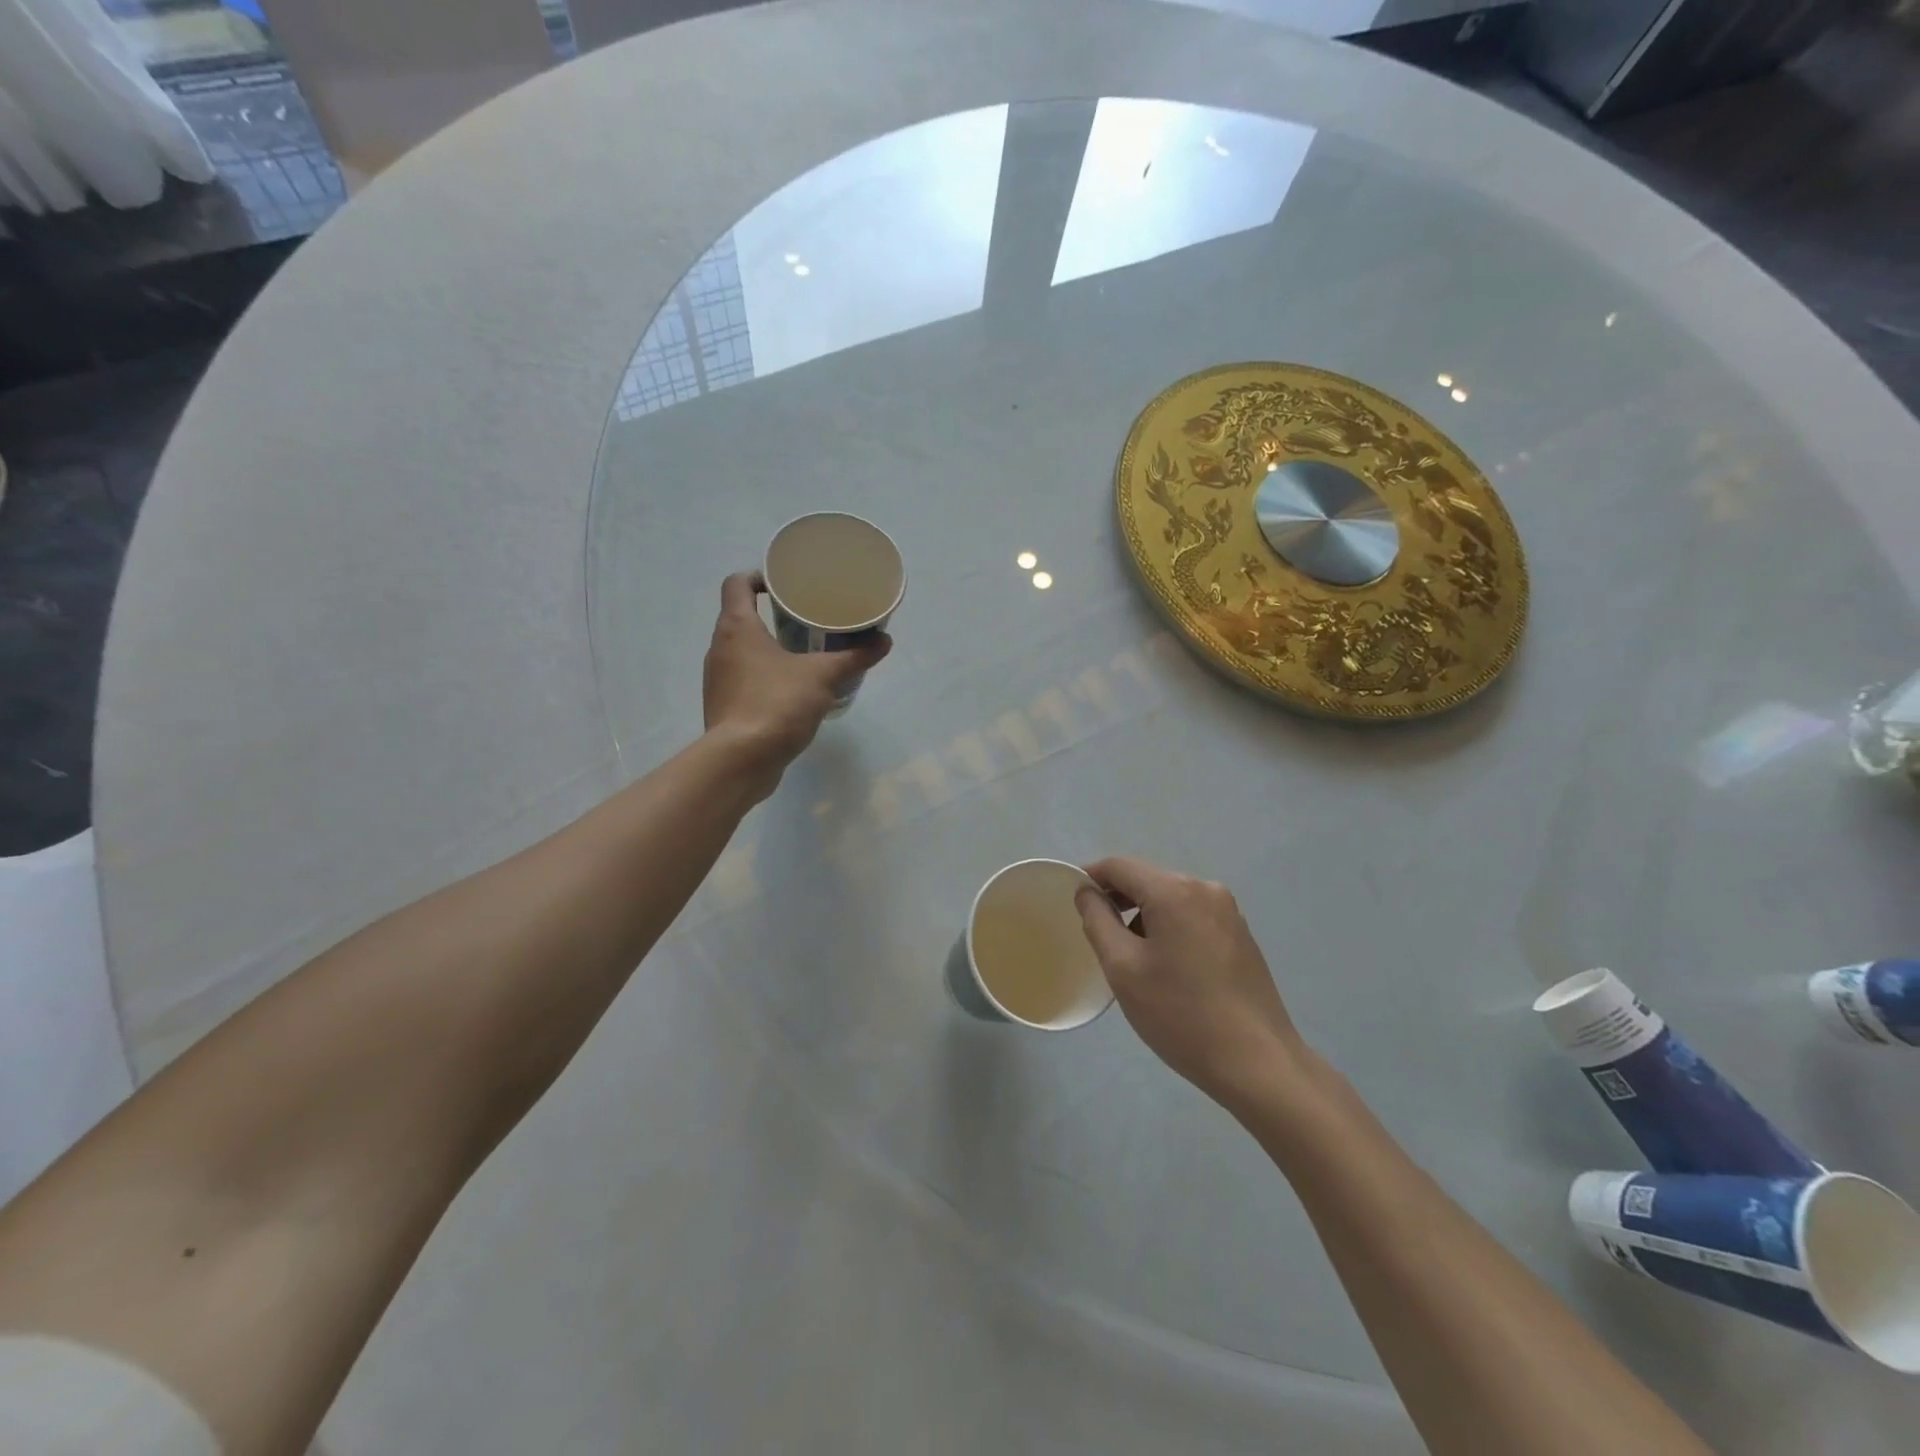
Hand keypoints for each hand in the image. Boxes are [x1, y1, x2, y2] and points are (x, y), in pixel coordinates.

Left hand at [703, 571, 889, 786]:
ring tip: (802, 655)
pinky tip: (790, 691)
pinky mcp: (723, 707)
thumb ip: (853, 657)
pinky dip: (764, 677)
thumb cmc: (777, 703)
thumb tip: (885, 641)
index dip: (758, 577)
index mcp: (737, 627)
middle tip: (805, 620)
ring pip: (742, 652)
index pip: (736, 584)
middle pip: (740, 617)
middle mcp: (719, 648)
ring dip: (767, 649)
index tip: (785, 586)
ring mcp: (718, 679)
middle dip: (771, 616)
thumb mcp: (823, 676)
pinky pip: (744, 680)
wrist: (742, 760)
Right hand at [1075, 856, 1303, 1109]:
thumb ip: (1097, 920)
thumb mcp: (1123, 968)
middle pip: (1147, 879)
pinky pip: (1192, 916)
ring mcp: (1228, 911)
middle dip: (1118, 899)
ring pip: (1170, 899)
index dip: (1090, 877)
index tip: (1072, 901)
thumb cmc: (1180, 1014)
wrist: (1257, 1063)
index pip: (1120, 866)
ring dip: (1143, 916)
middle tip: (1097, 935)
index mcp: (1174, 891)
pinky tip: (1166, 967)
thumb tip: (1087, 891)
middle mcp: (1205, 889)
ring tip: (1131, 958)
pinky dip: (1169, 928)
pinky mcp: (1240, 934)